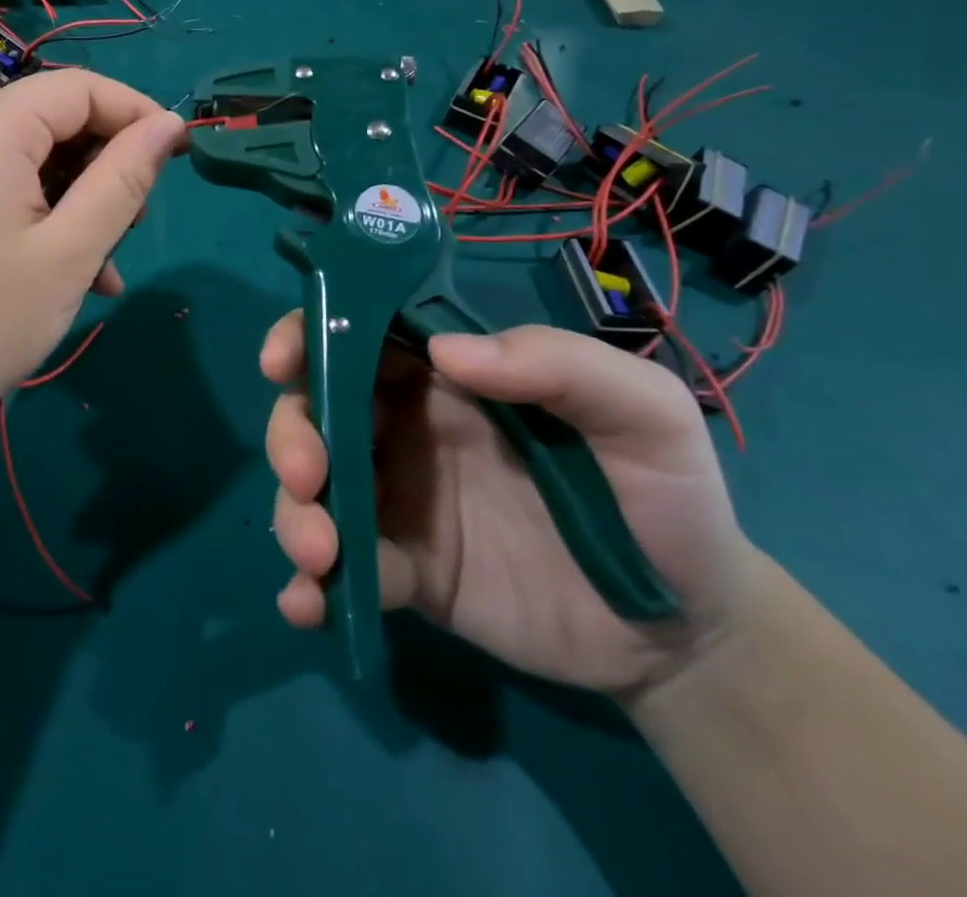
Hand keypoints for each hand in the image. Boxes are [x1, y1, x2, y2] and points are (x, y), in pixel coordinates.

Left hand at [0, 69, 185, 446]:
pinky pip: (18, 190)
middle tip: (138, 219)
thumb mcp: (73, 248)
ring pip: (43, 160)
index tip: (178, 154)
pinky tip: (81, 274)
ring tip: (110, 258)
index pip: (80, 87)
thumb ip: (124, 179)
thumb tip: (169, 125)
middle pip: (59, 119)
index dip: (136, 112)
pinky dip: (55, 218)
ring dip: (87, 200)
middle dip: (109, 162)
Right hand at [262, 320, 761, 697]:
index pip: (356, 335)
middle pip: (314, 410)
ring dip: (295, 513)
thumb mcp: (644, 413)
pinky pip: (342, 572)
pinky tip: (308, 606)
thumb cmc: (665, 498)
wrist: (687, 632)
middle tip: (309, 475)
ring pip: (313, 489)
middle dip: (291, 433)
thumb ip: (561, 364)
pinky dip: (310, 587)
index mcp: (444, 377)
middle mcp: (404, 429)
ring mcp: (398, 501)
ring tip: (321, 555)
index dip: (306, 335)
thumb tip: (447, 354)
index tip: (280, 360)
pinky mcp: (404, 571)